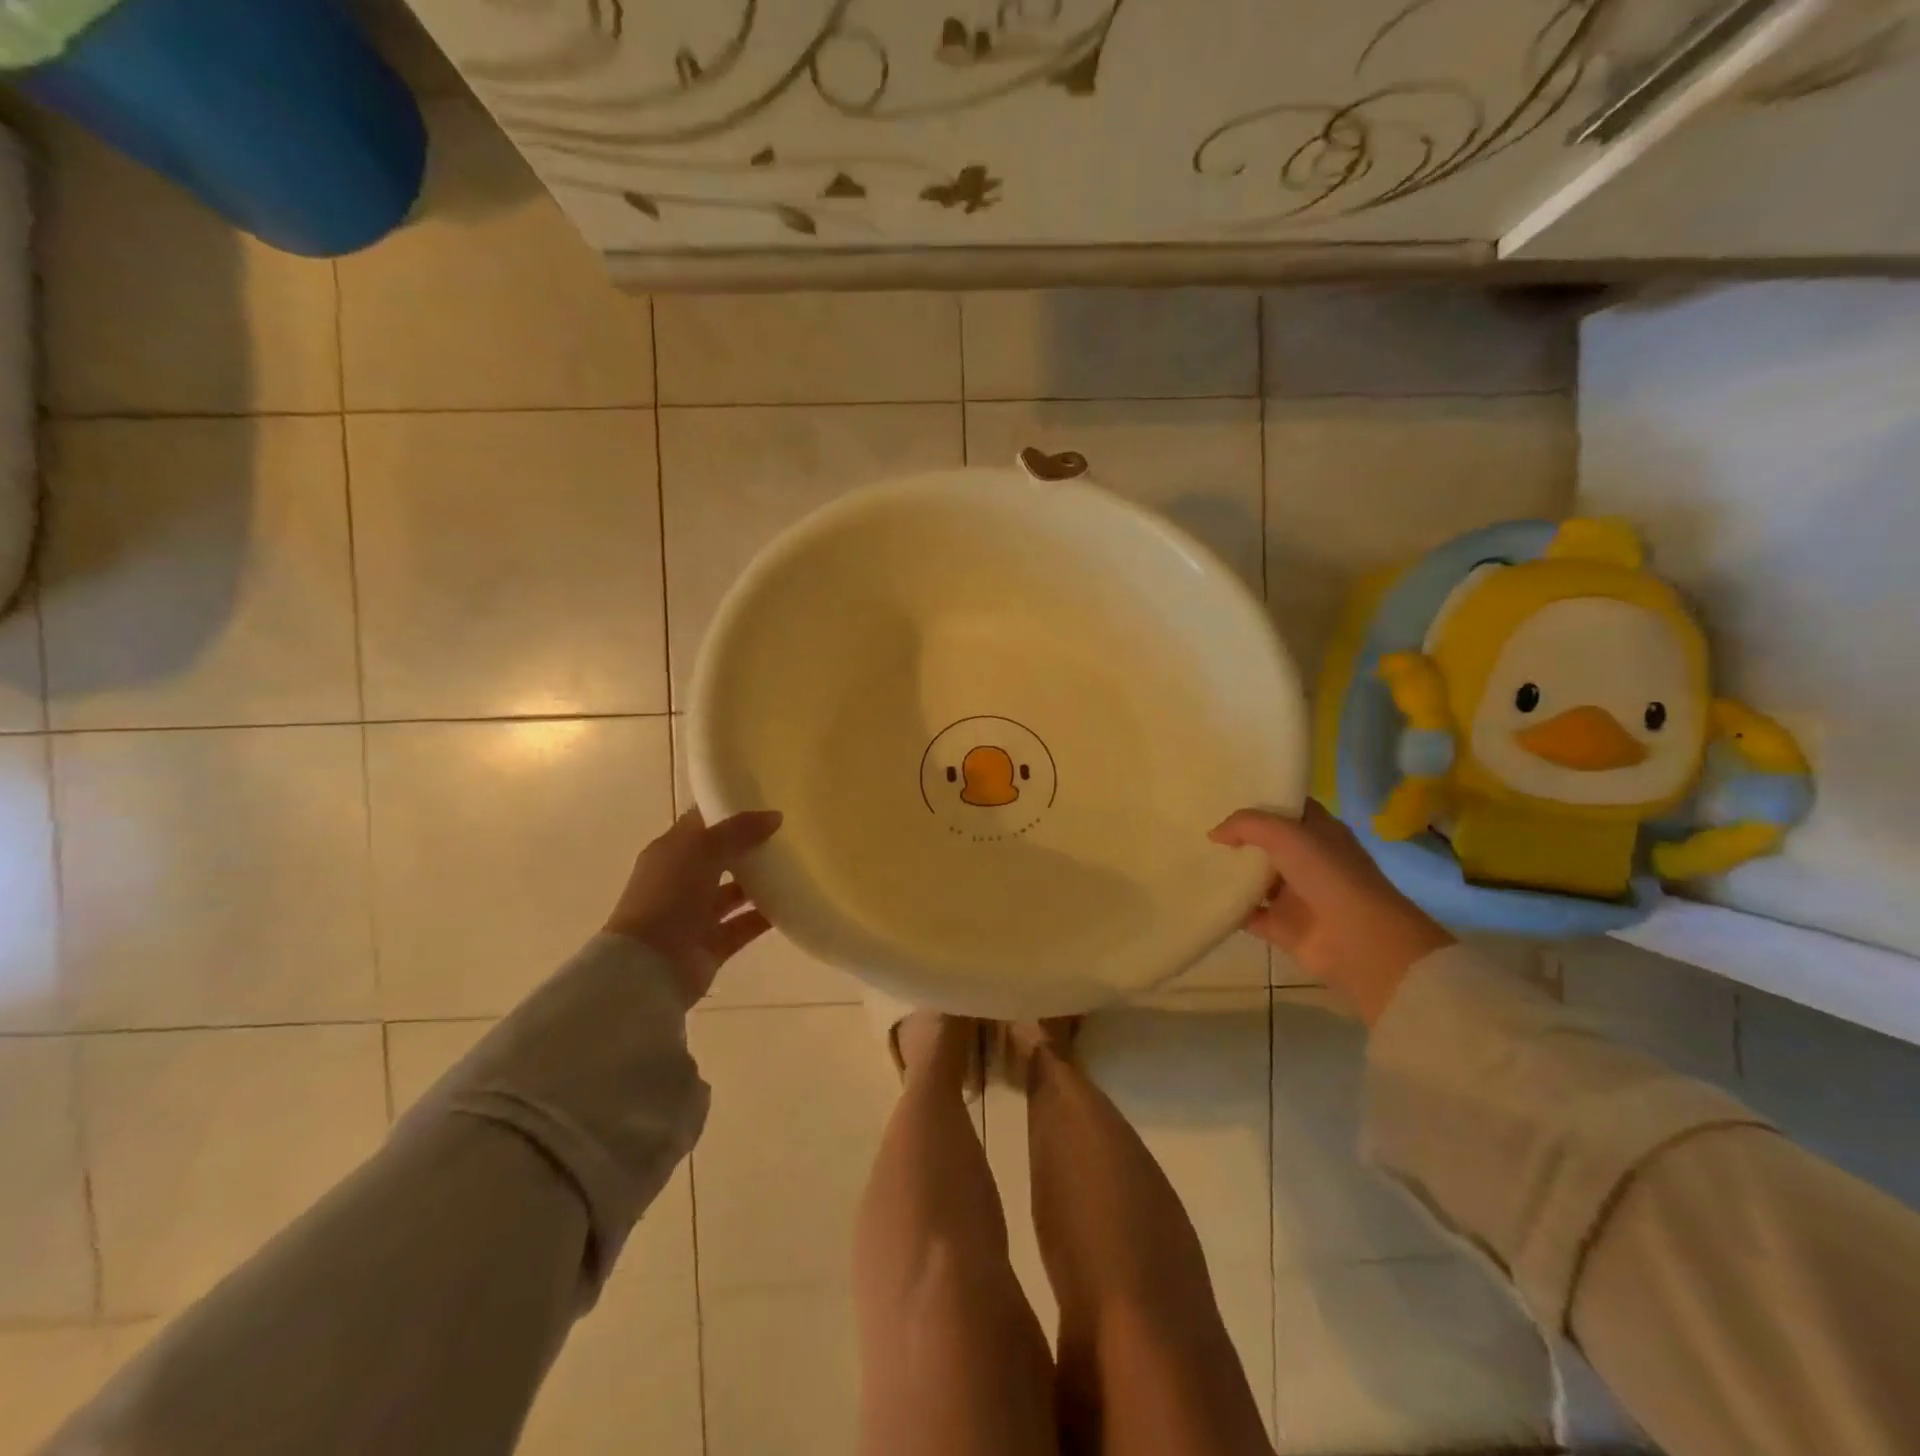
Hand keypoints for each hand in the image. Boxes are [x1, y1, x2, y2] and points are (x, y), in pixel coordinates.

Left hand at [605, 809, 783, 1005]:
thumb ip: (738, 831)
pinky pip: (745, 924)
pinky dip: (766, 916)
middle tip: (787, 835)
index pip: (701, 825)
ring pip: (733, 893)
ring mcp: (696, 915)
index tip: (763, 803)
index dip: (728, 812)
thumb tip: (775, 816)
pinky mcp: (713, 943)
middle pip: (720, 858)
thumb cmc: (668, 895)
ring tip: (795, 867)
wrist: (649, 965)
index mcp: (670, 853)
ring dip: (760, 882)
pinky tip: (792, 903)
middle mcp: (682, 881)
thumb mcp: (701, 850)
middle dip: (749, 847)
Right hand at [1209, 801, 1452, 1026]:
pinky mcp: (1281, 926)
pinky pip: (1246, 913)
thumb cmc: (1329, 875)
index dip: (1260, 799)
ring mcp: (1294, 894)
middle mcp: (1307, 860)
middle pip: (1266, 842)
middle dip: (1236, 835)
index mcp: (1318, 832)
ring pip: (1254, 878)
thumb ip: (1246, 825)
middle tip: (1197, 822)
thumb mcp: (1286, 834)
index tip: (1224, 792)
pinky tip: (1200, 895)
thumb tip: (1214, 834)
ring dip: (1229, 872)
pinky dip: (1227, 908)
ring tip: (1192, 857)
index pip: (1287, 807)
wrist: (1358, 941)